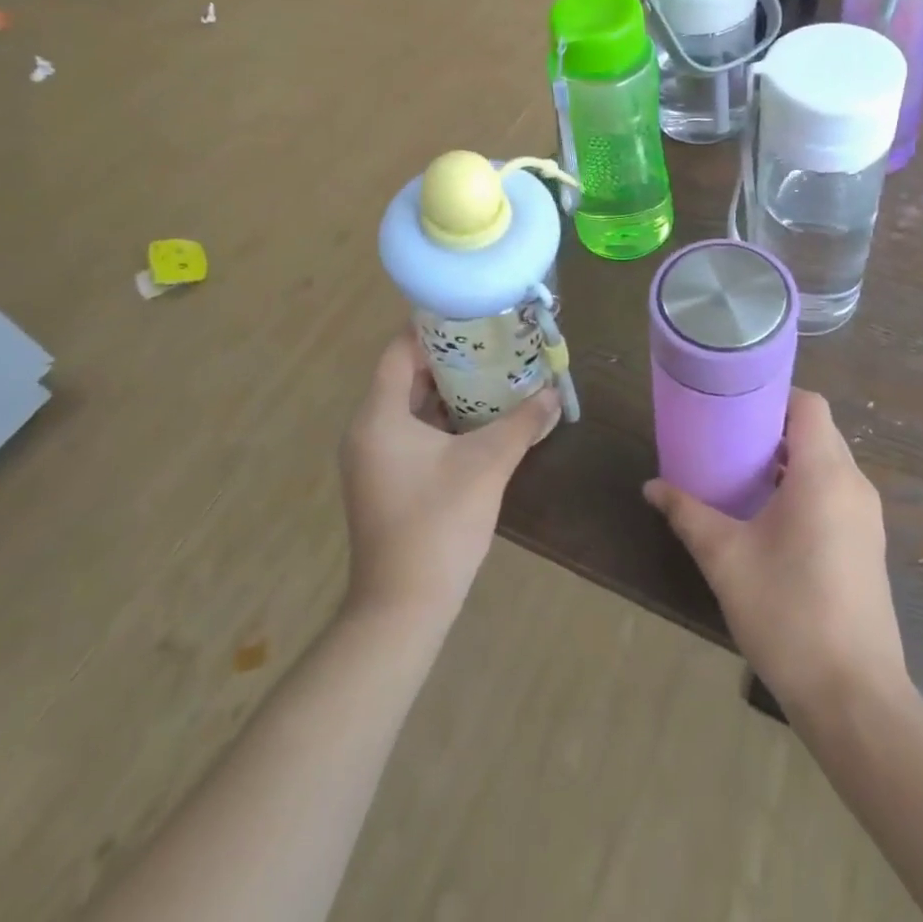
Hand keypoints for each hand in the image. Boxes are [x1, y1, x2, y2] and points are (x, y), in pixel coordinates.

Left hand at [341, 333, 559, 622]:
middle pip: (407, 376)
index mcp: (379, 416)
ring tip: (495, 373)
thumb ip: (523, 423)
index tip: (472, 314)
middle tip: (494, 342)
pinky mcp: (385, 481)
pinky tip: (482, 420)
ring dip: (450, 391)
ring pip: (411, 407)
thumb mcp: (488, 464)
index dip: (433, 327)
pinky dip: (443, 421)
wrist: (404, 607)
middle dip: (451, 358)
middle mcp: (368, 430)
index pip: (400, 351)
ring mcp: (374, 458)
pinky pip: (413, 433)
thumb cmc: (439, 523)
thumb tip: (554, 394)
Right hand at [644, 390, 907, 714]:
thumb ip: (687, 514)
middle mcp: (853, 485)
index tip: (736, 405)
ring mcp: (866, 517)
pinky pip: (837, 492)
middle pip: (819, 431)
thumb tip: (651, 487)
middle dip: (776, 427)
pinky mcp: (868, 545)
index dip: (774, 395)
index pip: (809, 405)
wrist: (854, 697)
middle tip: (730, 437)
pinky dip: (807, 486)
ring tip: (744, 474)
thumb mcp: (726, 559)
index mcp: (824, 474)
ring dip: (791, 459)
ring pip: (829, 463)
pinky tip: (772, 517)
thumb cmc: (787, 613)